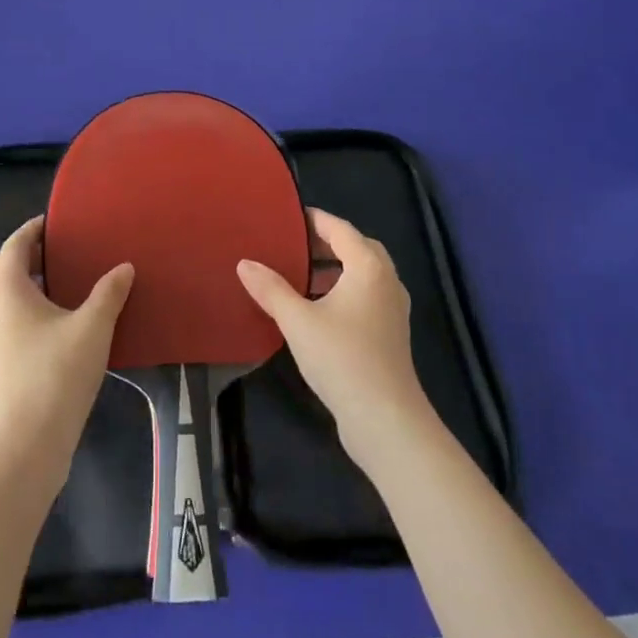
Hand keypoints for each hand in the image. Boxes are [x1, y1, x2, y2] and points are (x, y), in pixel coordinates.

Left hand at [0, 216, 132, 491]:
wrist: (24, 444)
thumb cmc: (56, 375)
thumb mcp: (92, 329)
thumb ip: (109, 294)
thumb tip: (124, 268)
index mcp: (7, 290)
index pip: (13, 246)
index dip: (31, 231)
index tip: (51, 223)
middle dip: (9, 257)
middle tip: (41, 257)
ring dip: (5, 285)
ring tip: (43, 289)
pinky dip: (7, 311)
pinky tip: (39, 325)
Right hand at [237, 209, 433, 468]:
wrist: (385, 419)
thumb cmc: (342, 358)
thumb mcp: (297, 321)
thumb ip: (271, 289)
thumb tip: (244, 263)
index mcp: (368, 267)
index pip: (340, 229)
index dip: (314, 220)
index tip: (288, 217)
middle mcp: (386, 281)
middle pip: (357, 248)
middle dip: (327, 243)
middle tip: (294, 245)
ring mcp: (392, 309)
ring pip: (364, 274)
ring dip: (336, 269)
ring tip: (301, 275)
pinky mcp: (391, 334)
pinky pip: (366, 296)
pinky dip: (344, 291)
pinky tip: (318, 309)